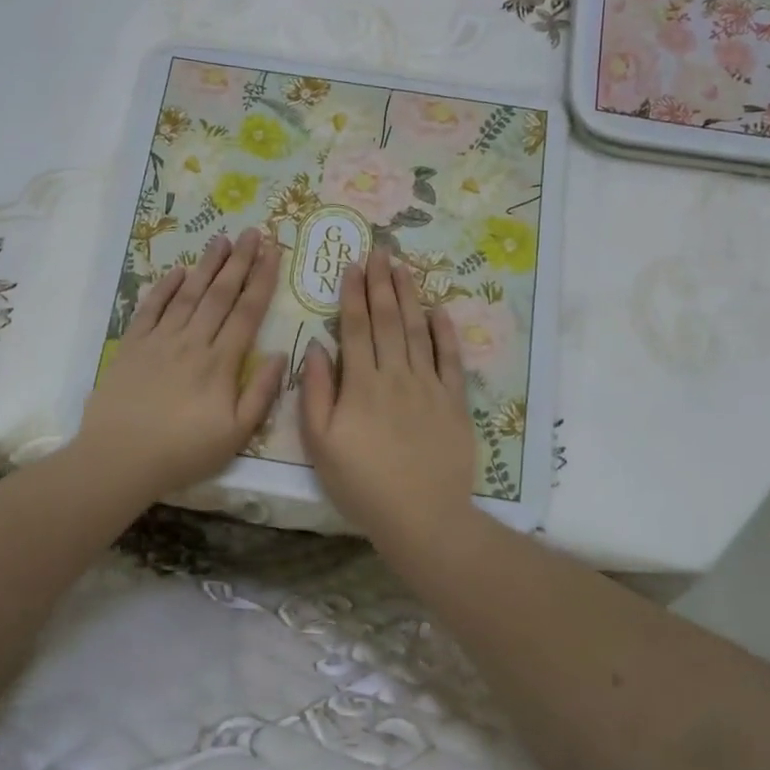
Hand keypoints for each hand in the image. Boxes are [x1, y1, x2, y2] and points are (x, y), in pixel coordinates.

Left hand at [76, 228, 287, 501]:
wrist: (119, 458)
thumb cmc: (183, 452)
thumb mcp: (236, 434)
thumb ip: (261, 393)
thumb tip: (280, 355)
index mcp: (221, 362)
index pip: (248, 312)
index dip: (262, 279)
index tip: (273, 251)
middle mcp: (192, 341)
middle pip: (220, 294)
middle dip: (239, 261)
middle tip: (252, 232)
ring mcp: (160, 340)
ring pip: (188, 294)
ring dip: (207, 265)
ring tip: (221, 240)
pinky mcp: (132, 345)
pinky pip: (150, 308)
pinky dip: (164, 287)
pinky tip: (177, 271)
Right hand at [299, 247, 475, 539]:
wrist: (421, 517)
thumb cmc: (362, 484)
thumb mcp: (321, 444)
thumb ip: (316, 393)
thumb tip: (316, 349)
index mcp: (361, 384)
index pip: (356, 328)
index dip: (353, 294)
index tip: (352, 265)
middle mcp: (396, 375)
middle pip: (388, 320)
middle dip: (381, 284)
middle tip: (379, 252)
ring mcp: (429, 387)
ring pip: (418, 331)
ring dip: (410, 297)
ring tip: (403, 268)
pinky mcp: (454, 403)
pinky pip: (451, 360)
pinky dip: (446, 333)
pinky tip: (440, 310)